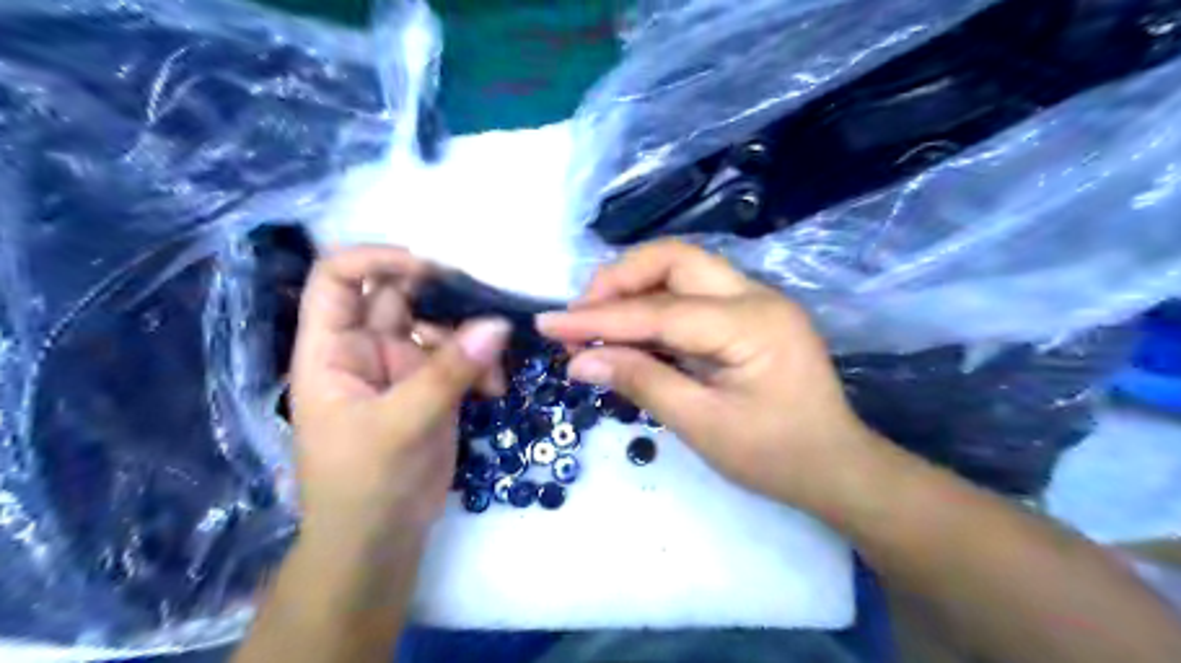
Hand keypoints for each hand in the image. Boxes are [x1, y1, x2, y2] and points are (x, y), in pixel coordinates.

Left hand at [293, 246, 510, 536]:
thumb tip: (498, 324)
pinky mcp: (433, 386)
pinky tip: (495, 388)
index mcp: (331, 349)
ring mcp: (402, 367)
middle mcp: (365, 349)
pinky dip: (481, 365)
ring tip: (493, 365)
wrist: (381, 540)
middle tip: (483, 301)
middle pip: (399, 295)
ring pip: (438, 324)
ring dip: (470, 336)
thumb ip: (449, 372)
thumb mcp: (402, 425)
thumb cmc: (365, 485)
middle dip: (441, 295)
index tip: (429, 267)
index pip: (338, 279)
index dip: (376, 259)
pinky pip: (461, 357)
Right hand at [538, 240, 878, 508]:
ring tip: (595, 322)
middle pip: (674, 259)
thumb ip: (641, 382)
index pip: (659, 310)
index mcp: (750, 323)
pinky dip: (654, 308)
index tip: (548, 324)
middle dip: (619, 280)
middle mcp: (756, 296)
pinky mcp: (749, 314)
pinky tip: (629, 331)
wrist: (836, 467)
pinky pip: (692, 295)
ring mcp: (756, 300)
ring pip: (682, 270)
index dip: (599, 317)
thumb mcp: (702, 425)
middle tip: (581, 316)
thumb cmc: (775, 456)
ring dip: (634, 290)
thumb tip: (579, 361)